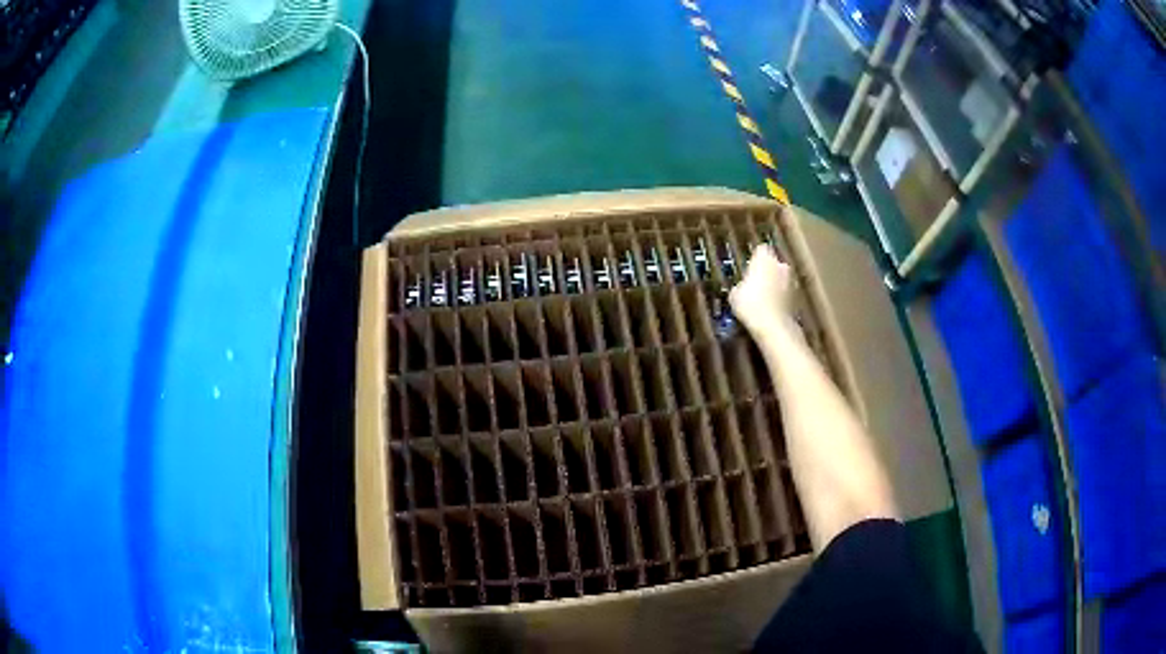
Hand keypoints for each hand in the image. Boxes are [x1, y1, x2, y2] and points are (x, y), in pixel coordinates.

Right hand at [729, 245, 795, 332]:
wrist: (771, 324)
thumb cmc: (749, 303)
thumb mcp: (734, 293)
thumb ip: (741, 284)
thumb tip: (742, 287)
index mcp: (765, 258)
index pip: (760, 250)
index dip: (754, 259)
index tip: (748, 268)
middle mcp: (781, 264)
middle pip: (773, 264)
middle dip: (767, 272)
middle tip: (755, 284)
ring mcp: (791, 280)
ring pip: (781, 279)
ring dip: (775, 285)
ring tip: (763, 299)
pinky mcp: (797, 297)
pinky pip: (785, 293)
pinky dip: (780, 298)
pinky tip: (770, 309)